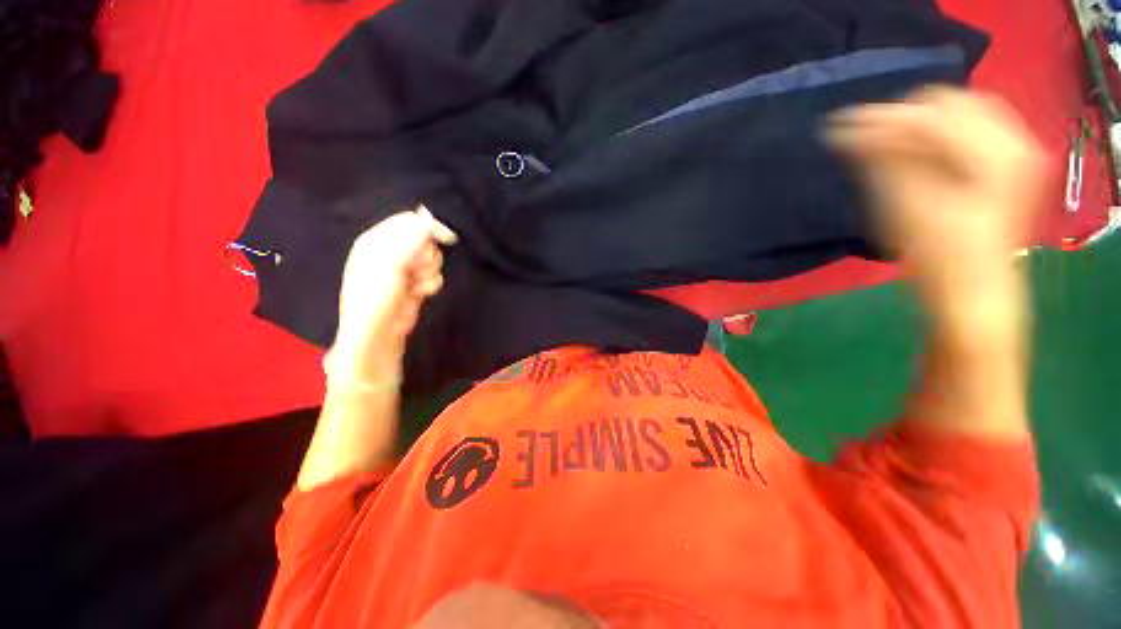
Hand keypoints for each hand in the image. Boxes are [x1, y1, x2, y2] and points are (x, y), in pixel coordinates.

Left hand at [328, 205, 457, 382]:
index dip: (431, 228)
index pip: (410, 221)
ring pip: (433, 259)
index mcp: (377, 240)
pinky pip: (434, 275)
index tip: (449, 239)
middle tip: (415, 271)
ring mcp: (405, 269)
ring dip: (429, 272)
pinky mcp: (416, 283)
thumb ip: (411, 238)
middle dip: (427, 256)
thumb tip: (427, 214)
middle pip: (425, 240)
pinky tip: (419, 293)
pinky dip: (430, 284)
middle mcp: (391, 251)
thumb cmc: (377, 296)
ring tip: (415, 285)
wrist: (378, 334)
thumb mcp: (391, 263)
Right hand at [828, 88, 1046, 334]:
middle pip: (951, 102)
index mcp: (994, 154)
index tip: (838, 124)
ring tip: (883, 139)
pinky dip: (937, 132)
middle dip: (904, 115)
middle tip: (864, 135)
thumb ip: (883, 161)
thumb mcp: (904, 208)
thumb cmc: (938, 259)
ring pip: (962, 111)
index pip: (930, 115)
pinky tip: (913, 146)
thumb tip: (849, 130)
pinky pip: (971, 127)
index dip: (881, 118)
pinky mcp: (1008, 162)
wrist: (973, 292)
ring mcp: (1016, 150)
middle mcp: (1014, 141)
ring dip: (920, 122)